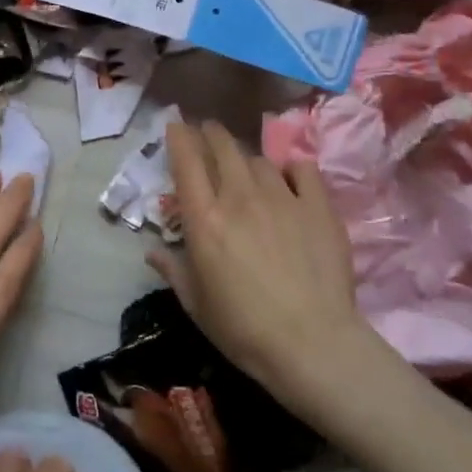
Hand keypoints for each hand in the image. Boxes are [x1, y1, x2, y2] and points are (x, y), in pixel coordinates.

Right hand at [148, 120, 370, 407]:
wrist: (312, 345)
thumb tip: (153, 252)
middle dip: (211, 134)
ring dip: (246, 159)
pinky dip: (291, 168)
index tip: (175, 126)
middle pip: (222, 147)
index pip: (186, 161)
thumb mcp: (195, 304)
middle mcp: (239, 198)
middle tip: (207, 133)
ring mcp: (282, 199)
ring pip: (258, 159)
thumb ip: (173, 270)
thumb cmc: (243, 329)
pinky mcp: (318, 208)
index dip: (179, 137)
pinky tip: (290, 176)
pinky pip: (303, 170)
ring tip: (246, 168)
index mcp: (204, 219)